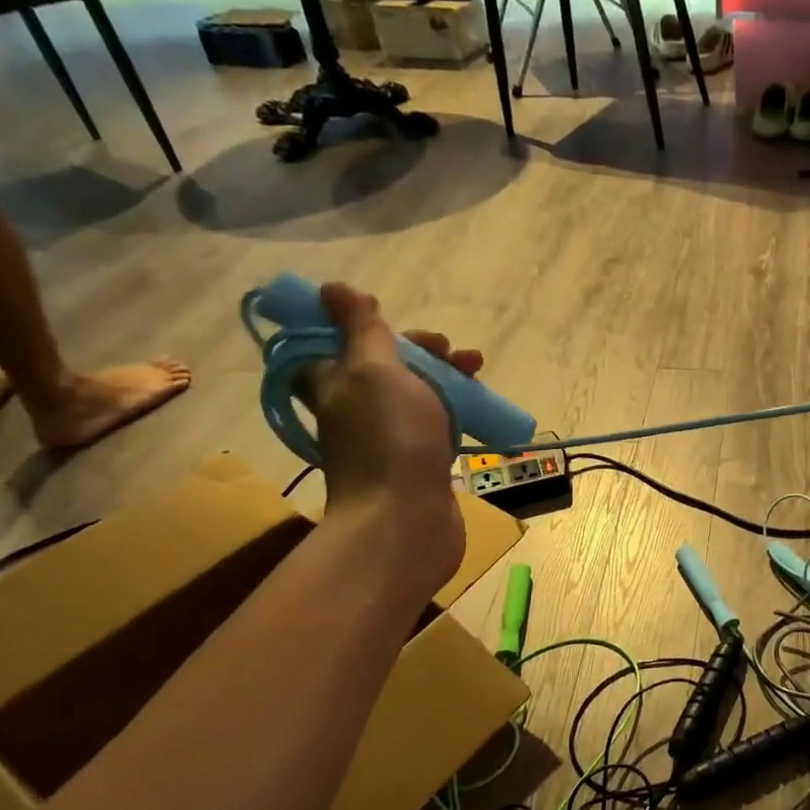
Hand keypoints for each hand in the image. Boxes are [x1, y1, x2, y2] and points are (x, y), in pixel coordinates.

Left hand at [304, 283, 482, 588]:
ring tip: (477, 370)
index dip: (364, 325)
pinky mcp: (419, 463)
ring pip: (416, 394)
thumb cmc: (389, 438)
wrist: (407, 520)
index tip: (396, 320)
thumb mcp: (373, 370)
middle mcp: (354, 410)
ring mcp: (388, 439)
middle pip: (385, 366)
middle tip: (450, 350)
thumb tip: (331, 288)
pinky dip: (455, 410)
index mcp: (332, 385)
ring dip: (445, 377)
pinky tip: (478, 409)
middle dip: (420, 350)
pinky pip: (437, 424)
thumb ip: (360, 329)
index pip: (335, 343)